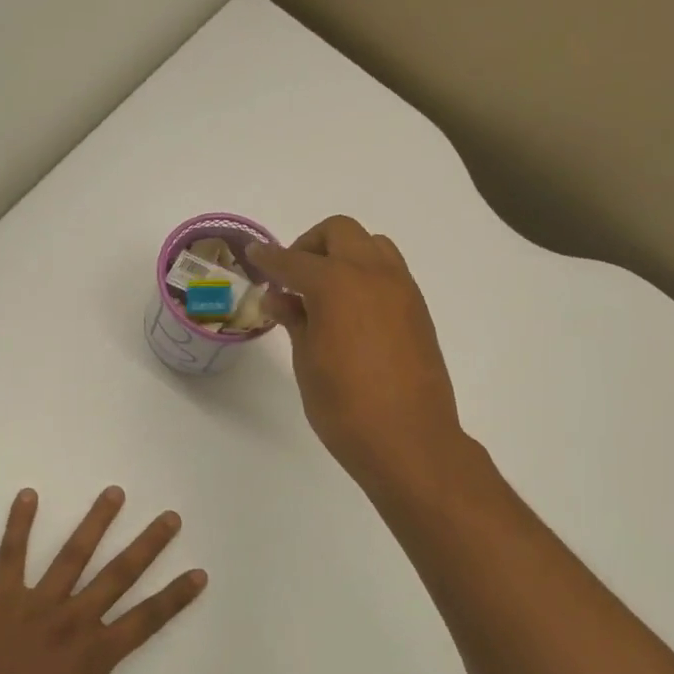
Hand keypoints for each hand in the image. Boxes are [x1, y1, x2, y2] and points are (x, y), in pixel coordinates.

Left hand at [0, 487, 206, 673]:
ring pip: (72, 556)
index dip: (175, 596)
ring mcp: (34, 608)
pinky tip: (27, 495)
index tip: (199, 573)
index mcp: (93, 657)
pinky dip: (18, 526)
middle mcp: (71, 623)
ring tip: (114, 493)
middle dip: (148, 545)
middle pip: (118, 575)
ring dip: (95, 523)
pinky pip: (10, 558)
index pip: (146, 619)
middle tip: (170, 517)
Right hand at [247, 216, 465, 491]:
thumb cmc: (346, 407)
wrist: (410, 440)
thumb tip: (279, 297)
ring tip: (325, 292)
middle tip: (292, 278)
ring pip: (371, 245)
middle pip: (340, 232)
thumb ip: (295, 320)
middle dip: (310, 245)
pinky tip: (352, 310)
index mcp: (338, 284)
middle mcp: (373, 274)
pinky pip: (389, 270)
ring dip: (344, 254)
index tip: (254, 256)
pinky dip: (366, 274)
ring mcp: (402, 289)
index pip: (295, 260)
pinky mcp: (418, 308)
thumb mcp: (307, 362)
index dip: (270, 258)